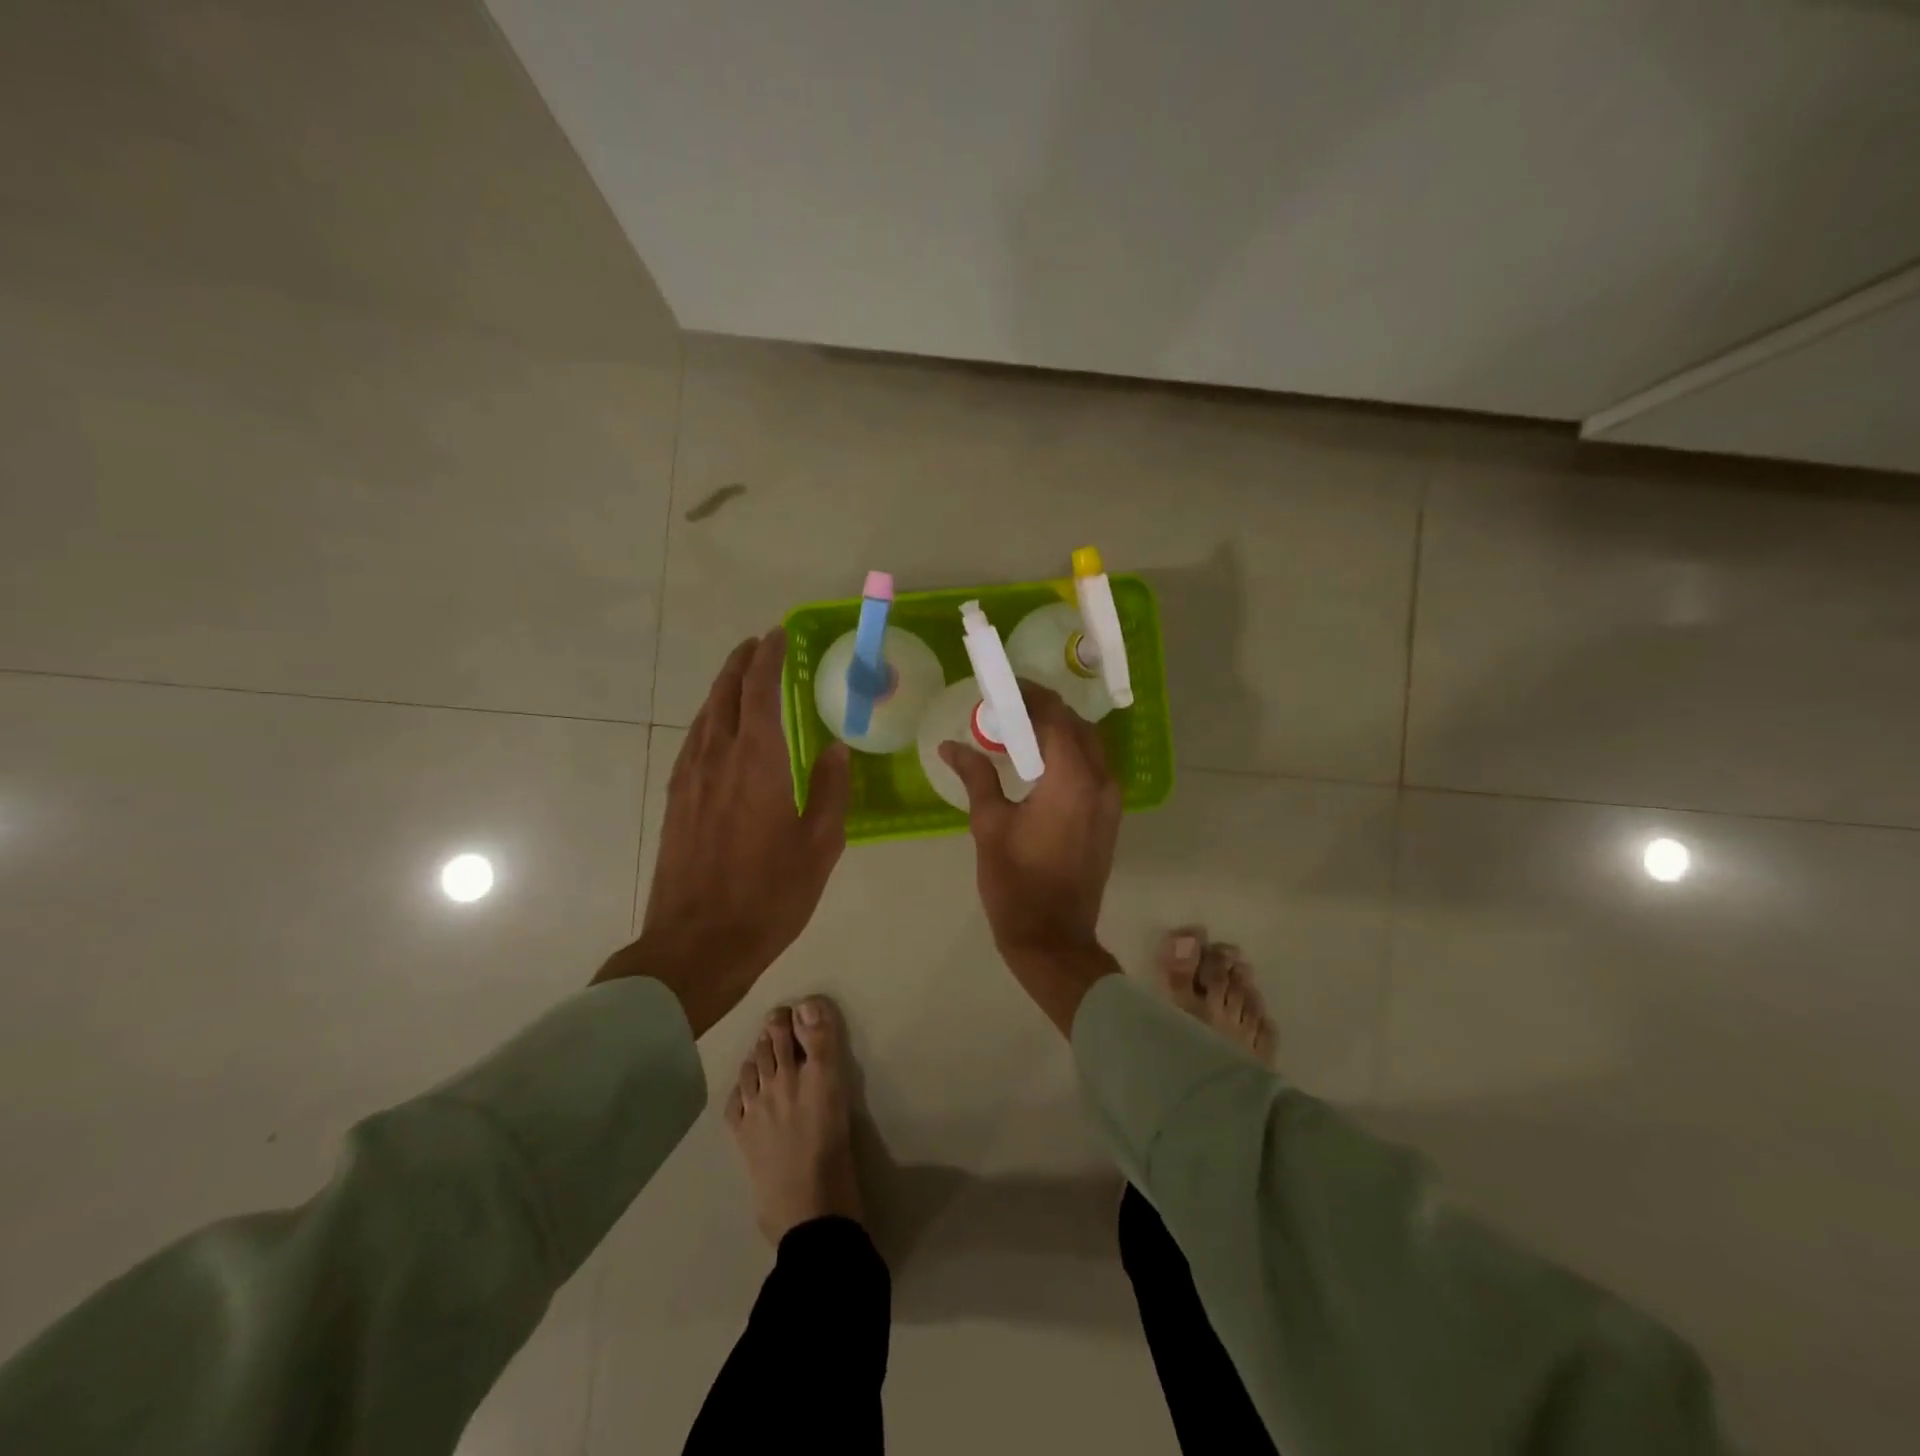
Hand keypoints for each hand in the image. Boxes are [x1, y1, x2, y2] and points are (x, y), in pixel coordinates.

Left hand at [597, 631, 850, 1034]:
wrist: (698, 943)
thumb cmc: (770, 895)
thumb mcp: (820, 845)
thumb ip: (832, 790)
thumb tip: (836, 747)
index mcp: (758, 763)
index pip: (760, 692)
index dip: (768, 658)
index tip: (777, 635)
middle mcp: (718, 759)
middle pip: (725, 696)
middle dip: (740, 665)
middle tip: (757, 644)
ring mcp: (690, 779)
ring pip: (704, 717)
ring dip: (722, 690)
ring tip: (739, 677)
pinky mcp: (676, 801)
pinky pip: (693, 742)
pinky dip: (709, 721)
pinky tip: (716, 730)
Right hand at [939, 681, 1122, 1033]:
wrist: (1053, 938)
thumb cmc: (1015, 882)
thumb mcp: (989, 825)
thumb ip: (975, 776)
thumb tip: (951, 745)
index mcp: (1071, 779)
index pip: (1055, 717)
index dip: (1031, 696)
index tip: (1004, 687)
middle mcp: (1100, 782)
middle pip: (1077, 727)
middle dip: (1046, 711)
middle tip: (1008, 709)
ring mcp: (1111, 802)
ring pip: (1090, 748)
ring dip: (1060, 733)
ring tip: (1021, 733)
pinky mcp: (1109, 819)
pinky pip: (1093, 771)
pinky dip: (1070, 756)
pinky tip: (1039, 766)